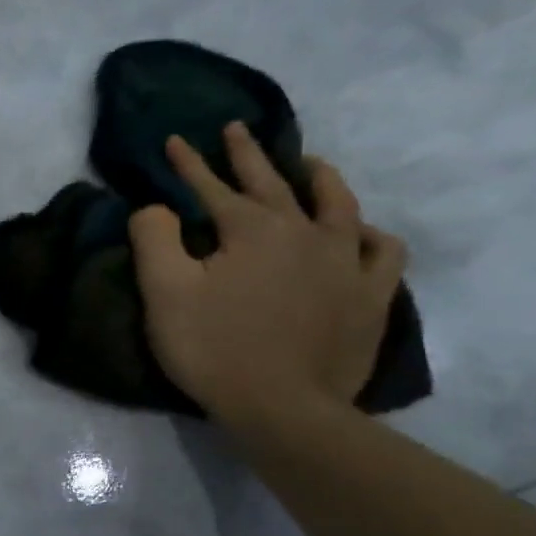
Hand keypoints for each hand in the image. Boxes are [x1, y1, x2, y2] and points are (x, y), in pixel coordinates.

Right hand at [129, 122, 406, 431]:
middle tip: (236, 129)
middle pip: (274, 182)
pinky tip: (361, 233)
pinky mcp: (370, 295)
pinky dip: (370, 235)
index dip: (189, 164)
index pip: (212, 186)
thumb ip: (153, 239)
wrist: (282, 407)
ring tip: (309, 164)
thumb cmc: (214, 349)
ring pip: (338, 204)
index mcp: (252, 228)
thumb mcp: (165, 294)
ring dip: (319, 178)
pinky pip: (382, 251)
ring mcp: (346, 262)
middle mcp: (305, 231)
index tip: (175, 140)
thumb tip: (154, 207)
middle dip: (248, 154)